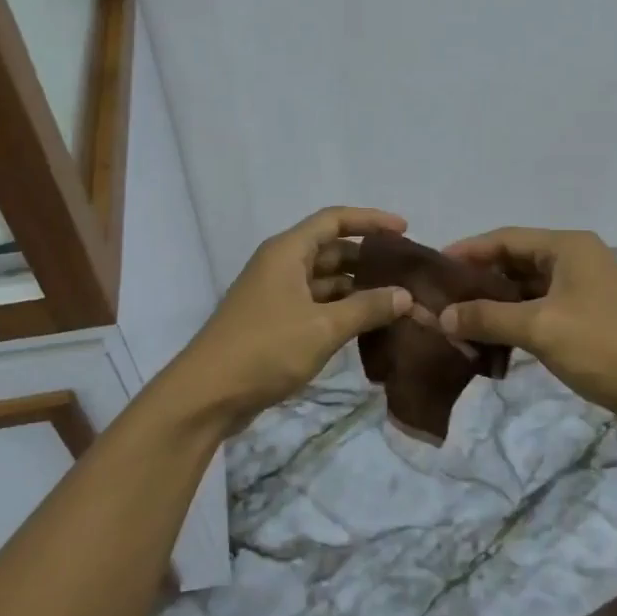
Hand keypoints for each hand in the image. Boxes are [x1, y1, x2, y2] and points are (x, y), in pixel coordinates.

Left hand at [163, 206, 413, 428]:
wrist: (208, 395)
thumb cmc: (265, 349)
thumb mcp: (323, 327)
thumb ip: (367, 308)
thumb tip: (405, 295)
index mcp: (288, 252)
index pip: (334, 220)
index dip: (370, 221)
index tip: (405, 230)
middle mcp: (281, 265)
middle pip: (332, 250)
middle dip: (369, 259)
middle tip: (408, 273)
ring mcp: (277, 295)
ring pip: (326, 281)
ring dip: (358, 288)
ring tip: (398, 301)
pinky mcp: (276, 323)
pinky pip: (317, 305)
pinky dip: (342, 310)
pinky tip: (369, 325)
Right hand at [439, 227, 616, 422]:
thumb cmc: (604, 346)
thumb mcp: (540, 328)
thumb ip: (488, 317)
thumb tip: (442, 316)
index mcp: (567, 247)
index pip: (504, 238)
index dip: (467, 251)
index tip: (432, 269)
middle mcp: (574, 260)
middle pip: (513, 262)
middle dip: (477, 282)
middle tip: (440, 301)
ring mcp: (582, 290)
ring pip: (524, 290)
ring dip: (493, 306)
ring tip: (457, 323)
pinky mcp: (585, 318)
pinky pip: (538, 311)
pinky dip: (513, 323)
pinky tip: (489, 342)